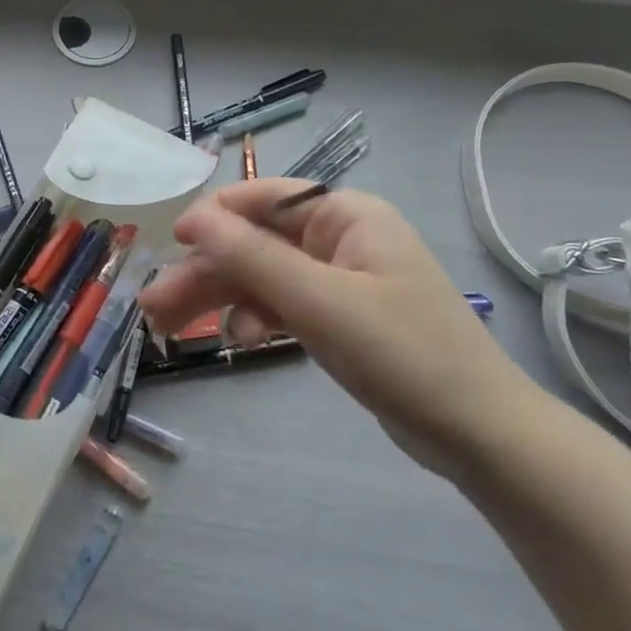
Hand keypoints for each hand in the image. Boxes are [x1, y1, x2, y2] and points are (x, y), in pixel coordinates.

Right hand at [139, 181, 543, 478]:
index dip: (214, 216)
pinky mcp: (336, 317)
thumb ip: (253, 257)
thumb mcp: (321, 301)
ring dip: (217, 297)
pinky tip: (234, 339)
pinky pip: (280, 305)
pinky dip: (252, 318)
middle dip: (204, 272)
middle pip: (255, 244)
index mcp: (346, 216)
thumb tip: (195, 218)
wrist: (477, 432)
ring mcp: (338, 280)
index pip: (265, 198)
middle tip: (153, 305)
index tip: (171, 241)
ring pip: (261, 278)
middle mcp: (339, 239)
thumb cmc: (404, 353)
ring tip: (167, 327)